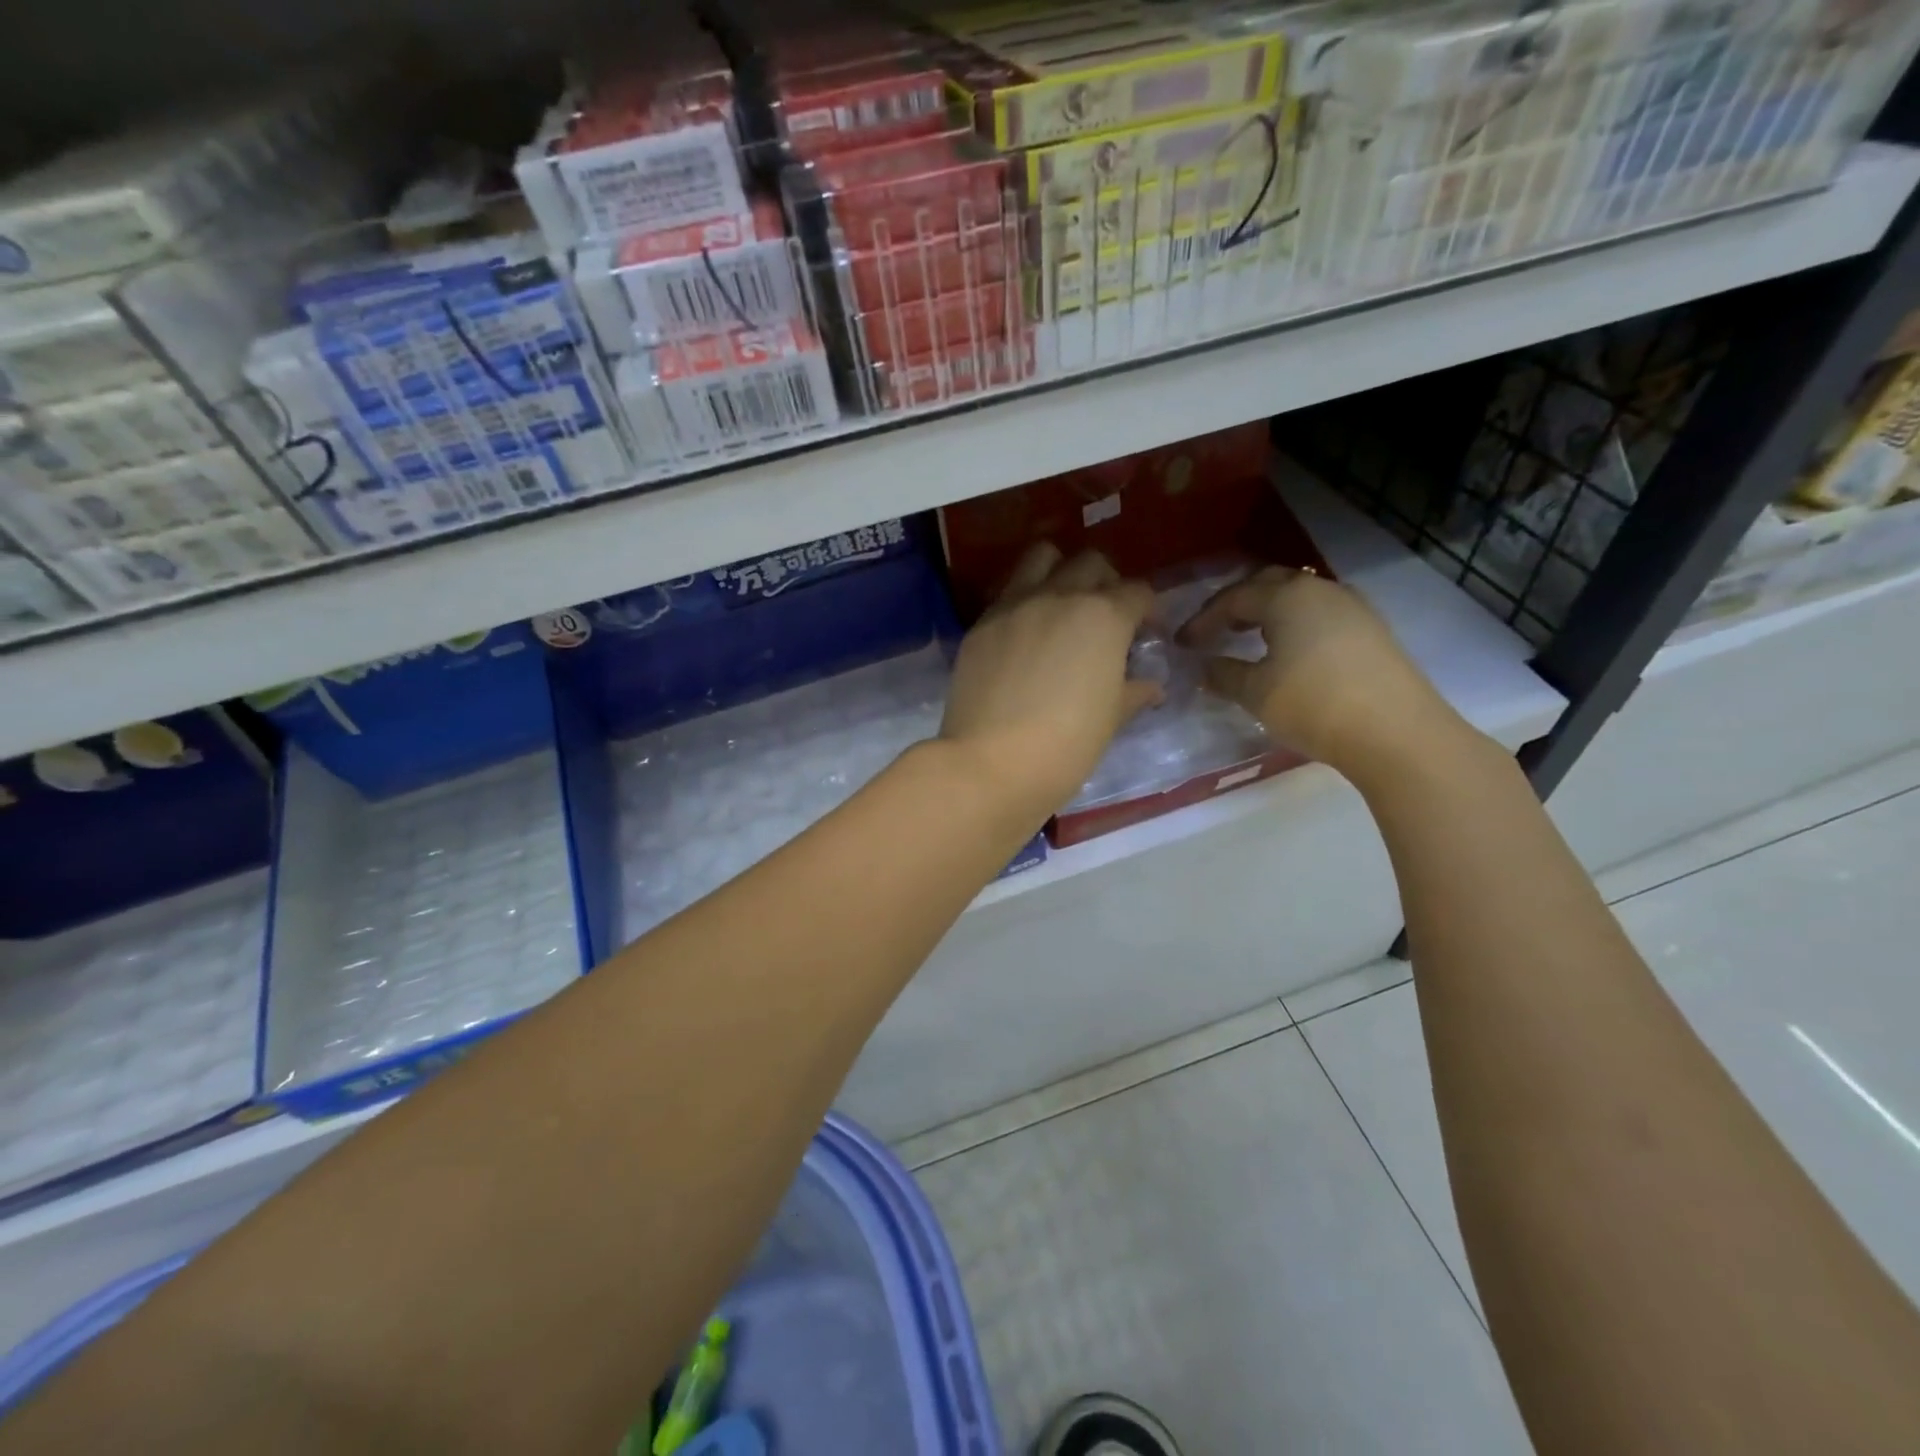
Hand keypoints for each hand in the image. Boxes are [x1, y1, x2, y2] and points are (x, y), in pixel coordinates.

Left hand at [939, 544, 1161, 821]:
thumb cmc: (1066, 746)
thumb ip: (1133, 691)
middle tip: (1105, 618)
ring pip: (1042, 558)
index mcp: (1103, 616)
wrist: (991, 764)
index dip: (1148, 611)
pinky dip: (1022, 601)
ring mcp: (1014, 605)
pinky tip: (1024, 635)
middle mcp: (1059, 596)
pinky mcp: (980, 624)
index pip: (1138, 591)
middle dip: (1106, 582)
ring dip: (1059, 571)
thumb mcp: (1111, 719)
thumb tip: (1151, 686)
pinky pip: (1007, 594)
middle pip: (1091, 563)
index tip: (1145, 634)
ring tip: (1061, 606)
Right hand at [1177, 566, 1462, 779]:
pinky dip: (1294, 624)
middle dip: (1236, 603)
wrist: (1395, 732)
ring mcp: (1352, 607)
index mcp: (1286, 597)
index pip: (1233, 598)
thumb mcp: (1255, 692)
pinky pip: (1320, 614)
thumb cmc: (1312, 704)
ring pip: (1298, 597)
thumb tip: (1204, 666)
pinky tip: (1288, 651)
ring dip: (1267, 612)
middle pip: (1268, 583)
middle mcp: (1320, 590)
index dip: (1203, 619)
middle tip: (1214, 629)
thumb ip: (1223, 674)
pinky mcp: (1371, 630)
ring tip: (1248, 638)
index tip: (1183, 643)